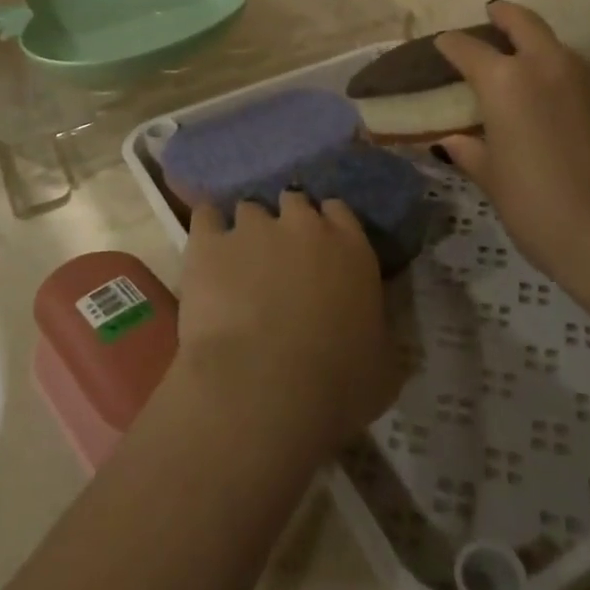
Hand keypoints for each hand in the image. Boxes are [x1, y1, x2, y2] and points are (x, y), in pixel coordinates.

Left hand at [172, 194, 402, 459]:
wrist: (264, 388)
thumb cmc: (337, 384)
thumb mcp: (384, 366)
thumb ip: (381, 334)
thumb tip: (378, 332)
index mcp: (351, 248)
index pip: (340, 212)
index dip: (328, 226)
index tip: (321, 249)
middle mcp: (303, 225)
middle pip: (294, 201)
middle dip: (287, 223)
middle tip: (279, 256)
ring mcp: (253, 228)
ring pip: (250, 209)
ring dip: (248, 230)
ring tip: (239, 260)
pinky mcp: (209, 242)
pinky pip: (206, 217)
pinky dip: (207, 229)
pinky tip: (205, 252)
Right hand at [433, 2, 589, 290]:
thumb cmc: (539, 209)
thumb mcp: (494, 181)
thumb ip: (472, 152)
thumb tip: (455, 140)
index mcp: (505, 82)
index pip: (468, 48)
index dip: (452, 44)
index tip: (444, 44)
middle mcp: (550, 66)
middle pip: (524, 22)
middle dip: (504, 15)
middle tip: (494, 15)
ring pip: (562, 50)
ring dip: (544, 53)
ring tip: (537, 77)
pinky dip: (575, 82)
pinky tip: (575, 110)